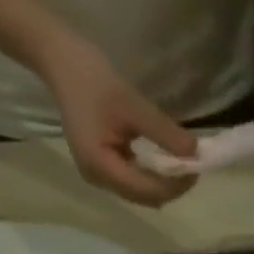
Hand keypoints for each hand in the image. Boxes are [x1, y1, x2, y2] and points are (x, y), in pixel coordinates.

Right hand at [36, 33, 197, 205]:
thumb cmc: (89, 75)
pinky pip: (134, 180)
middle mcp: (99, 179)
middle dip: (172, 186)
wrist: (57, 56)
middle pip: (146, 197)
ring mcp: (99, 175)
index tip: (195, 166)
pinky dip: (152, 174)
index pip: (148, 191)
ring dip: (164, 182)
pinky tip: (164, 161)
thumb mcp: (131, 102)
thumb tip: (196, 152)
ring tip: (181, 164)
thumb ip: (163, 131)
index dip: (176, 184)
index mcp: (100, 166)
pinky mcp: (102, 167)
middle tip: (192, 166)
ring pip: (142, 193)